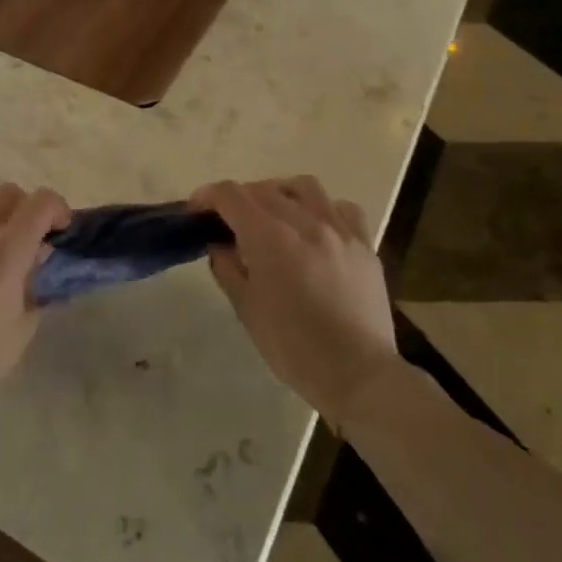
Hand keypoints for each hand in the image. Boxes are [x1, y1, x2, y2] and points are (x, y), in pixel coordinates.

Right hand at [190, 177, 396, 421]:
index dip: (208, 196)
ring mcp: (339, 230)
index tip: (197, 210)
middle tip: (230, 221)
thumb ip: (228, 268)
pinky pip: (342, 208)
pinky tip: (316, 228)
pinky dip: (322, 209)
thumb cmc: (292, 347)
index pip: (231, 195)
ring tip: (274, 215)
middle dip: (239, 199)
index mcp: (269, 238)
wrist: (357, 374)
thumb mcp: (246, 309)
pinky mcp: (364, 245)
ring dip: (280, 193)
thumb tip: (220, 245)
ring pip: (305, 187)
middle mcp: (305, 222)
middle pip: (263, 189)